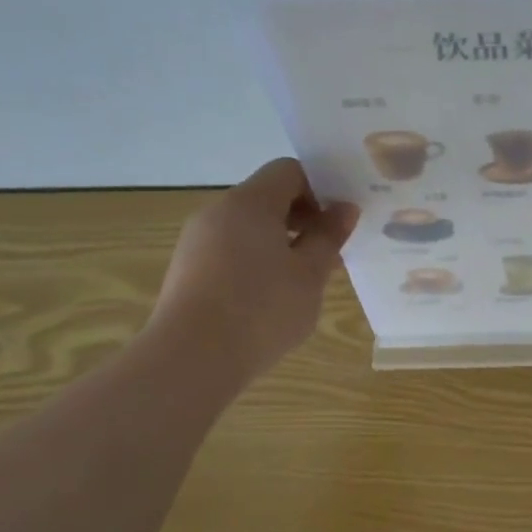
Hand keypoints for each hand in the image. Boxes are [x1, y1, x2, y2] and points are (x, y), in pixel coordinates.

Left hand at [149, 158, 357, 382]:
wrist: (191, 360)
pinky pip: (230, 251)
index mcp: (249, 203)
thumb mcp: (309, 274)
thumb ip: (329, 236)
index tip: (338, 223)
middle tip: (329, 254)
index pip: (289, 171)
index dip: (320, 188)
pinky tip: (270, 299)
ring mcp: (197, 242)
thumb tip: (344, 209)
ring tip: (303, 282)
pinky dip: (256, 262)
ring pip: (249, 227)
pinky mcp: (187, 271)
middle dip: (303, 219)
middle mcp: (218, 212)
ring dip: (281, 243)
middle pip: (267, 198)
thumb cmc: (261, 310)